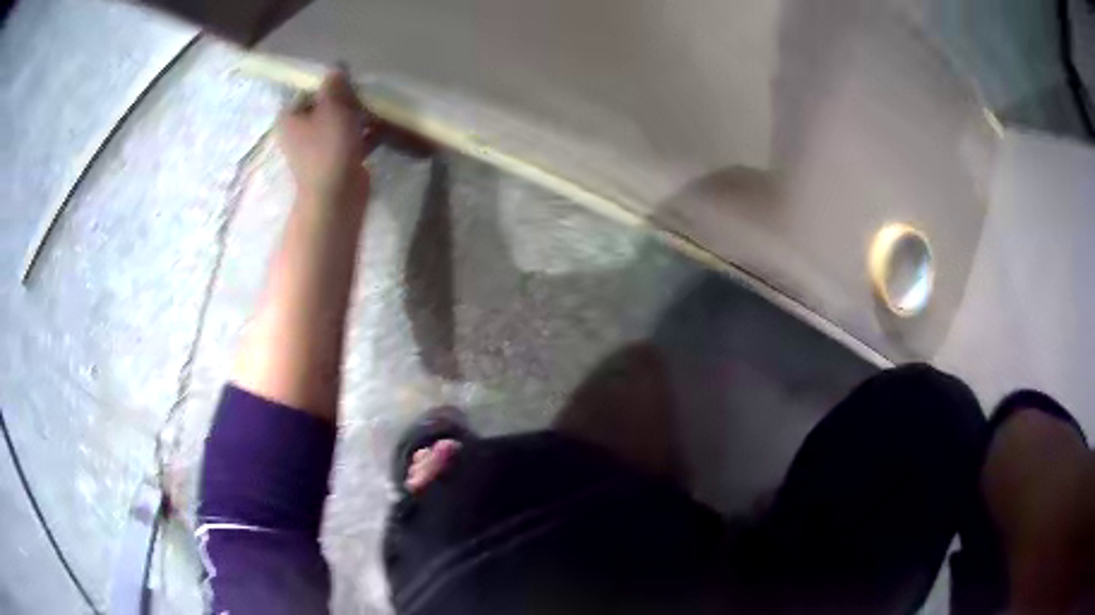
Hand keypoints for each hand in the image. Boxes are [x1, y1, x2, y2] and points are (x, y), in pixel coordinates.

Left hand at [278, 69, 375, 206]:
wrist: (337, 196)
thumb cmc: (328, 148)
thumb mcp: (332, 107)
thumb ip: (334, 85)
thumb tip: (336, 67)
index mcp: (289, 119)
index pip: (308, 92)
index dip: (328, 84)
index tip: (349, 80)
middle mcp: (298, 133)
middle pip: (324, 106)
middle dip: (346, 99)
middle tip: (365, 92)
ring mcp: (317, 148)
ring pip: (338, 122)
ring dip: (357, 115)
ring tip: (377, 106)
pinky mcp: (335, 160)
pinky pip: (350, 138)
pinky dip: (364, 132)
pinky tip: (383, 124)